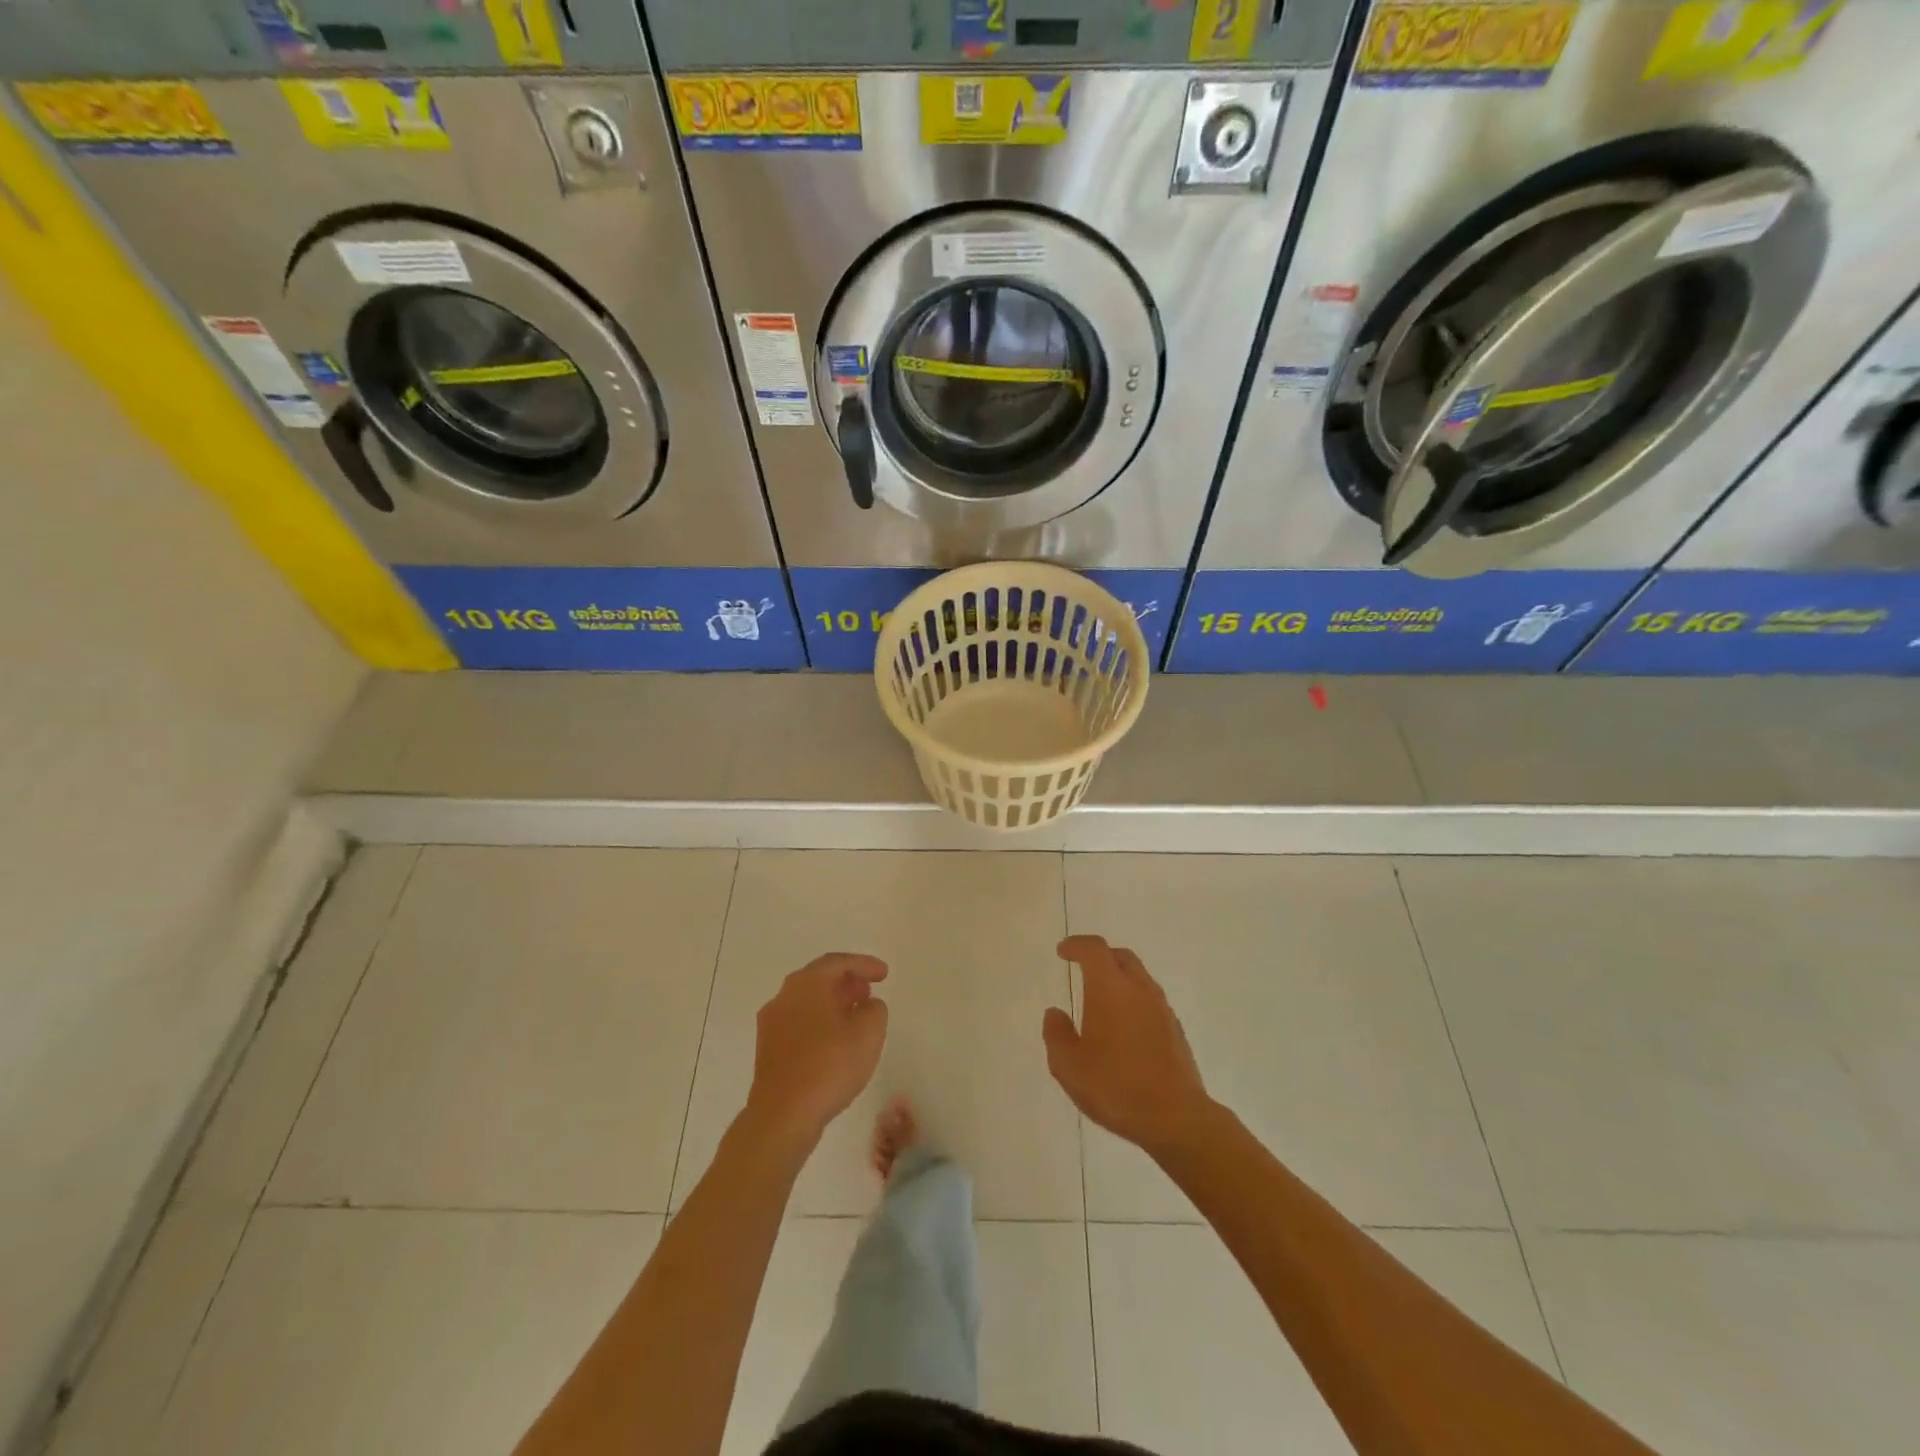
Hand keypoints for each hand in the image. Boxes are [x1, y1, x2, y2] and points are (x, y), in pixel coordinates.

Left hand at [745, 953, 889, 1148]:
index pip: (838, 962)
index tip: (885, 974)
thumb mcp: (869, 1033)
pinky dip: (820, 1022)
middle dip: (847, 982)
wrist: (782, 1117)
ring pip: (807, 1002)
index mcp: (806, 984)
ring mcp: (771, 1024)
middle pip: (819, 978)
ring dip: (833, 1003)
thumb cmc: (828, 1067)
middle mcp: (784, 996)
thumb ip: (874, 1009)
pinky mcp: (768, 1050)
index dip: (864, 964)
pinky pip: (799, 1023)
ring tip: (856, 1016)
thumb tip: (866, 1005)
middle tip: (869, 991)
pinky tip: (836, 1041)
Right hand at [1045, 936, 1214, 1158]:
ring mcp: (1162, 1009)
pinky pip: (1150, 1000)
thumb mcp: (1069, 1066)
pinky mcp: (1176, 1030)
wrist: (1176, 1118)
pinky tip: (1124, 1027)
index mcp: (1110, 989)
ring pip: (1139, 977)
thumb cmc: (1116, 1087)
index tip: (1063, 951)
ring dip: (1119, 978)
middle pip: (1121, 956)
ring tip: (1102, 999)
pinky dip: (1133, 1000)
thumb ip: (1056, 1034)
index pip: (1094, 950)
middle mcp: (1139, 989)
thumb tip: (1055, 1013)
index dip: (1076, 945)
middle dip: (1100, 956)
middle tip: (1082, 967)